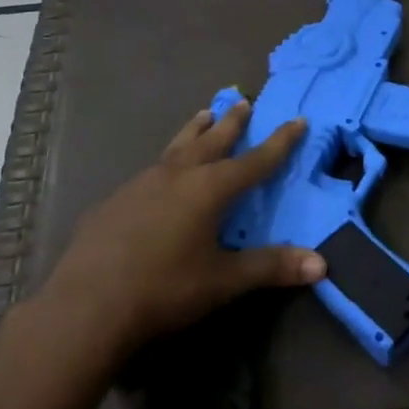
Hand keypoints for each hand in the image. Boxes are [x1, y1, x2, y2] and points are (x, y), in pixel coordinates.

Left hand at [37, 100, 326, 355]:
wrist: (87, 306)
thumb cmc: (164, 289)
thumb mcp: (224, 281)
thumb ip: (271, 268)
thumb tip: (321, 265)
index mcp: (208, 189)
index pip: (254, 161)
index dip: (279, 142)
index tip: (297, 119)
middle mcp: (176, 176)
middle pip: (211, 141)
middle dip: (231, 123)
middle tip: (243, 102)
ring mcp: (140, 185)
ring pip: (176, 148)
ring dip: (194, 131)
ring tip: (203, 115)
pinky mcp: (114, 201)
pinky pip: (150, 171)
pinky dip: (166, 162)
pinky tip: (159, 176)